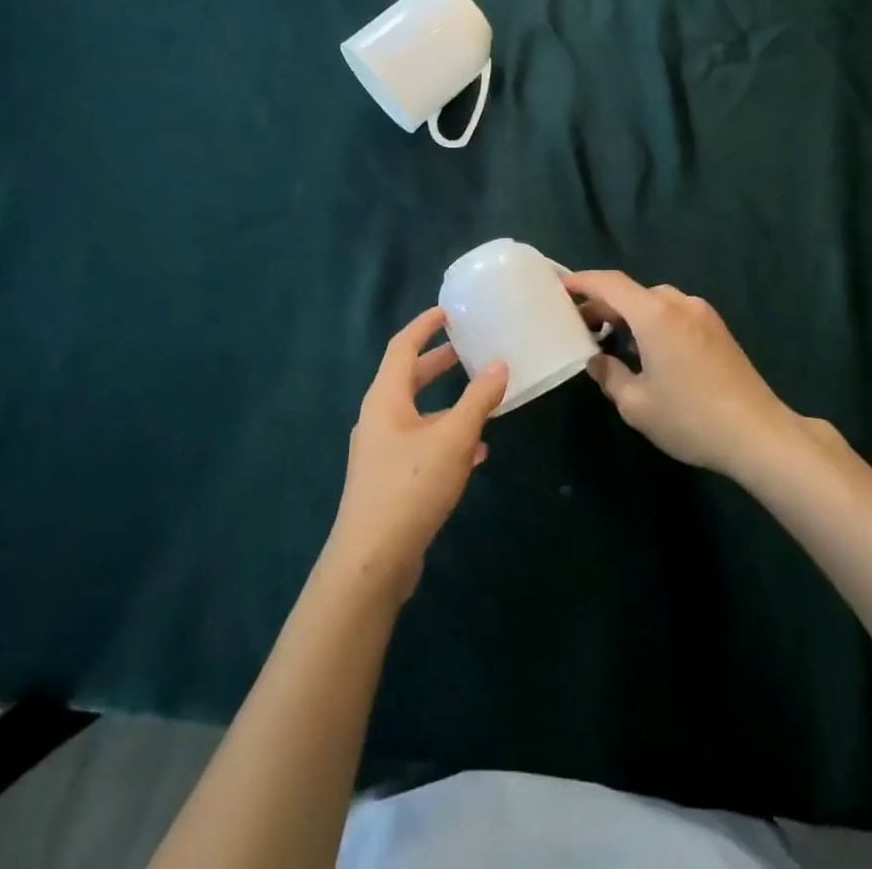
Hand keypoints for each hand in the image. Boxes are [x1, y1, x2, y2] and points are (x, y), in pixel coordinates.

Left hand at [324, 306, 508, 601]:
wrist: (372, 561)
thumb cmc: (411, 486)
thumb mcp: (453, 438)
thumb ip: (478, 399)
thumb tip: (500, 363)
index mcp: (386, 397)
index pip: (402, 346)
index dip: (424, 325)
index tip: (448, 311)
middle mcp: (378, 417)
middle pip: (409, 377)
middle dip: (438, 362)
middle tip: (469, 348)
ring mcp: (381, 450)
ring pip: (418, 413)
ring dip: (447, 403)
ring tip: (481, 398)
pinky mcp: (389, 479)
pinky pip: (421, 443)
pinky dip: (446, 437)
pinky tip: (476, 452)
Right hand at [564, 271, 805, 478]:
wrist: (759, 435)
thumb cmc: (691, 417)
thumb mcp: (636, 404)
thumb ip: (608, 375)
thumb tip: (596, 360)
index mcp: (655, 314)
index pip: (609, 283)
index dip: (582, 282)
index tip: (559, 287)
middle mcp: (679, 303)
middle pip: (632, 292)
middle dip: (603, 305)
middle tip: (580, 328)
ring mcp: (702, 314)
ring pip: (654, 302)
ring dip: (629, 315)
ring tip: (612, 342)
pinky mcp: (717, 329)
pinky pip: (674, 313)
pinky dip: (652, 322)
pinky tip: (647, 352)